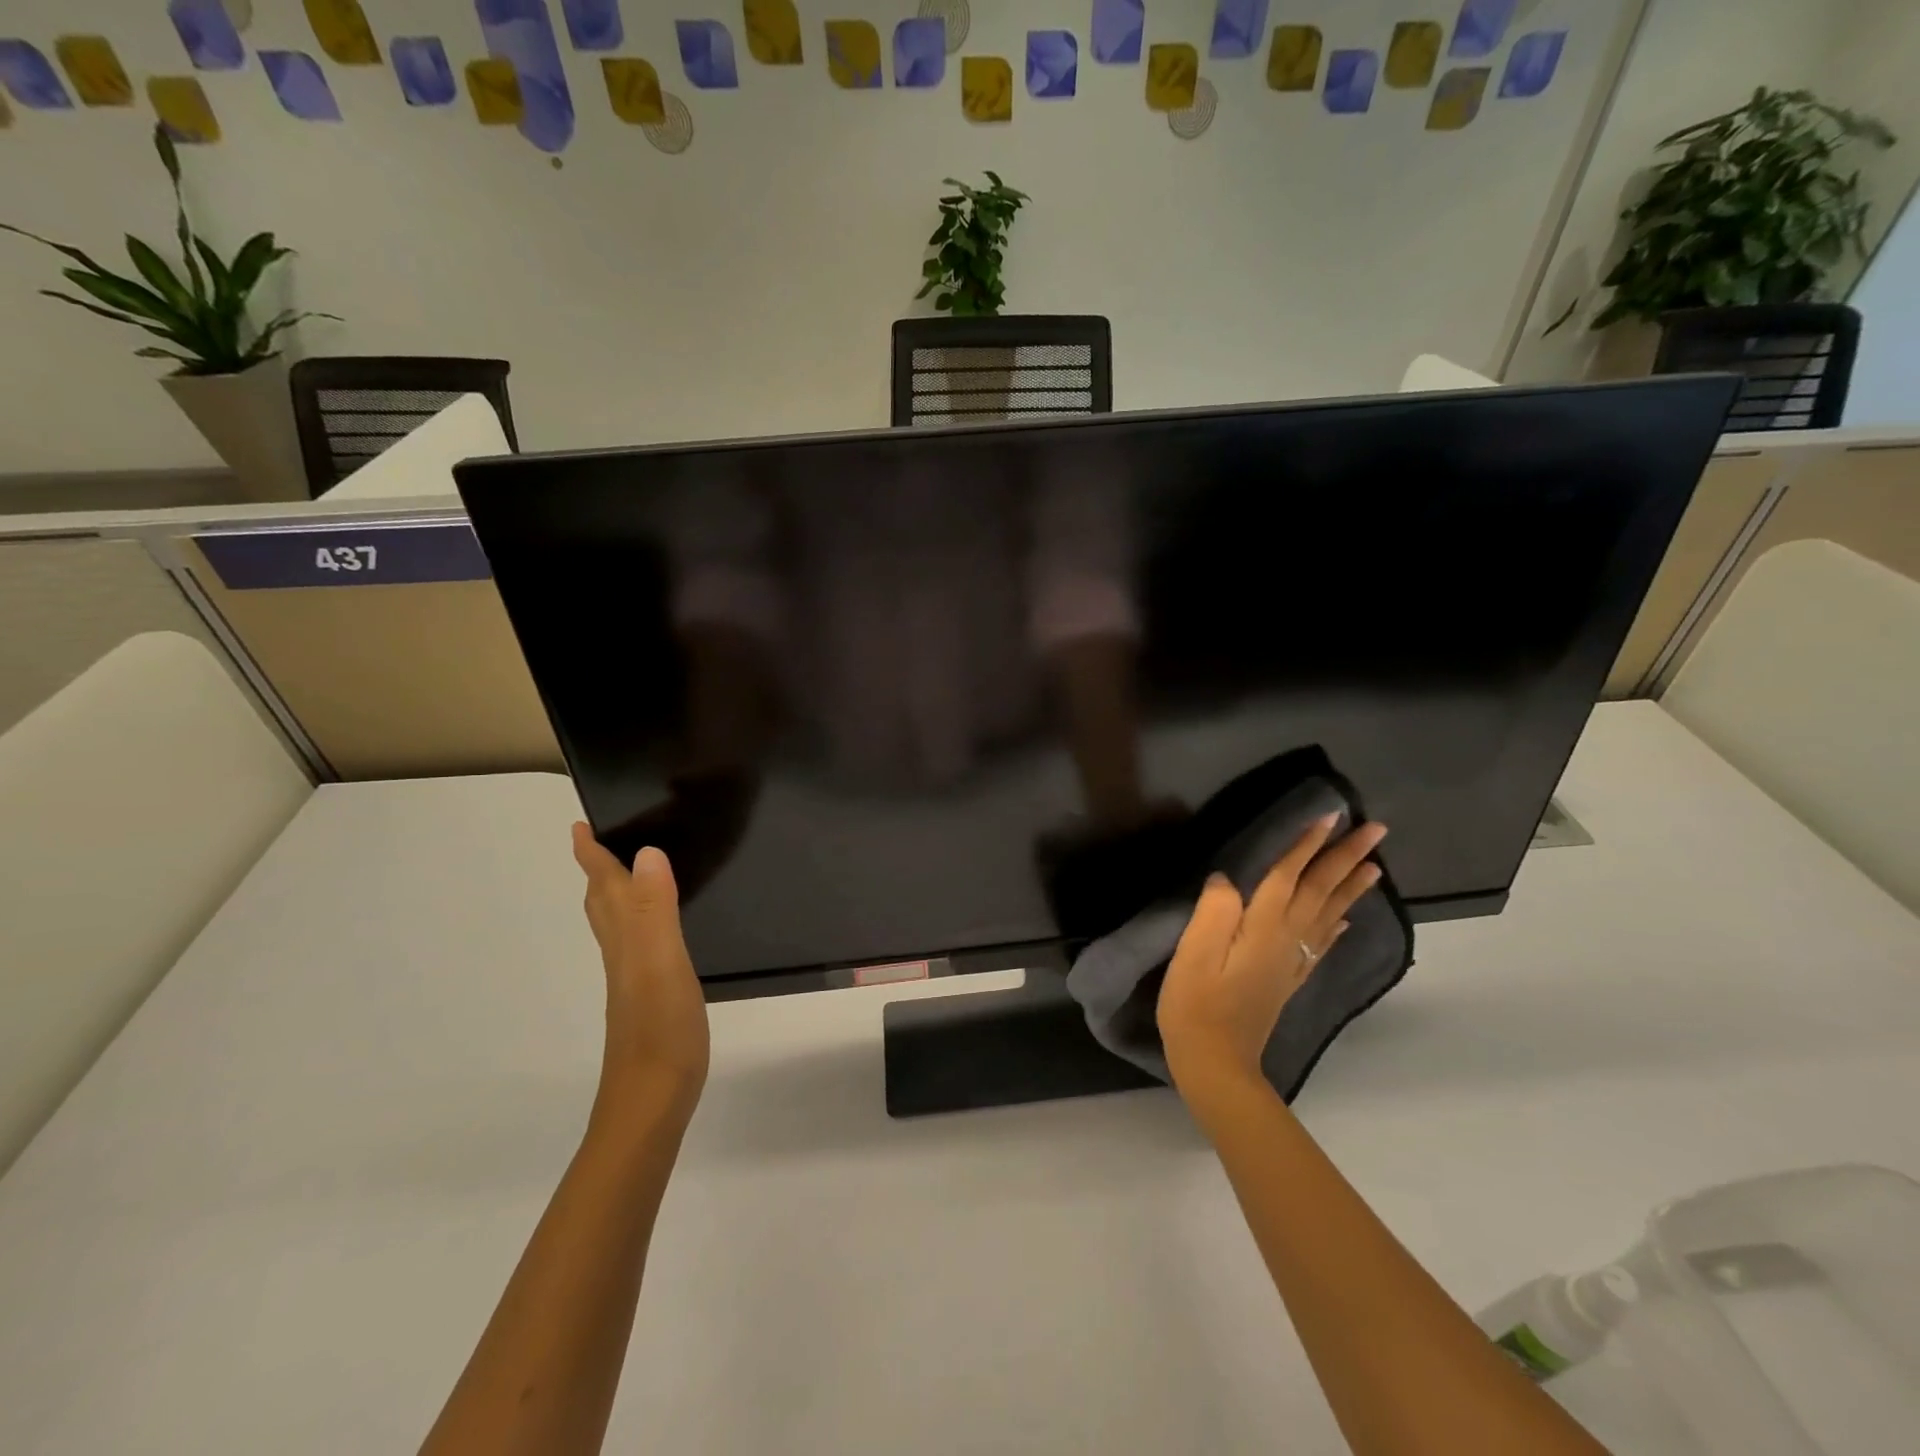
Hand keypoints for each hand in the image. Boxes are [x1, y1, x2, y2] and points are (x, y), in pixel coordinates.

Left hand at [572, 824, 710, 1119]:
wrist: (650, 1101)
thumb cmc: (660, 1029)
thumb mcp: (662, 962)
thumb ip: (654, 909)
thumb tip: (646, 852)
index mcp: (625, 940)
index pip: (604, 888)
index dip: (592, 856)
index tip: (579, 826)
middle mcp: (622, 955)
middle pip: (602, 905)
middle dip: (598, 872)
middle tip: (600, 843)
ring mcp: (632, 980)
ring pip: (617, 926)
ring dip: (617, 896)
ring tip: (629, 875)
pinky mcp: (648, 999)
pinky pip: (638, 947)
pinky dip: (641, 925)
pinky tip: (657, 934)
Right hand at [1158, 814, 1387, 1099]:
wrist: (1216, 1062)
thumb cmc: (1195, 1004)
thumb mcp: (1193, 954)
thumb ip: (1213, 911)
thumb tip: (1227, 878)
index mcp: (1263, 928)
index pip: (1289, 876)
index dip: (1308, 845)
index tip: (1331, 815)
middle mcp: (1286, 940)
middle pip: (1320, 891)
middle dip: (1346, 858)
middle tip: (1376, 830)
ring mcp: (1291, 961)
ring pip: (1330, 914)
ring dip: (1352, 886)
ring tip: (1375, 865)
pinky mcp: (1288, 979)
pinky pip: (1323, 943)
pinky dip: (1339, 925)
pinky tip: (1347, 920)